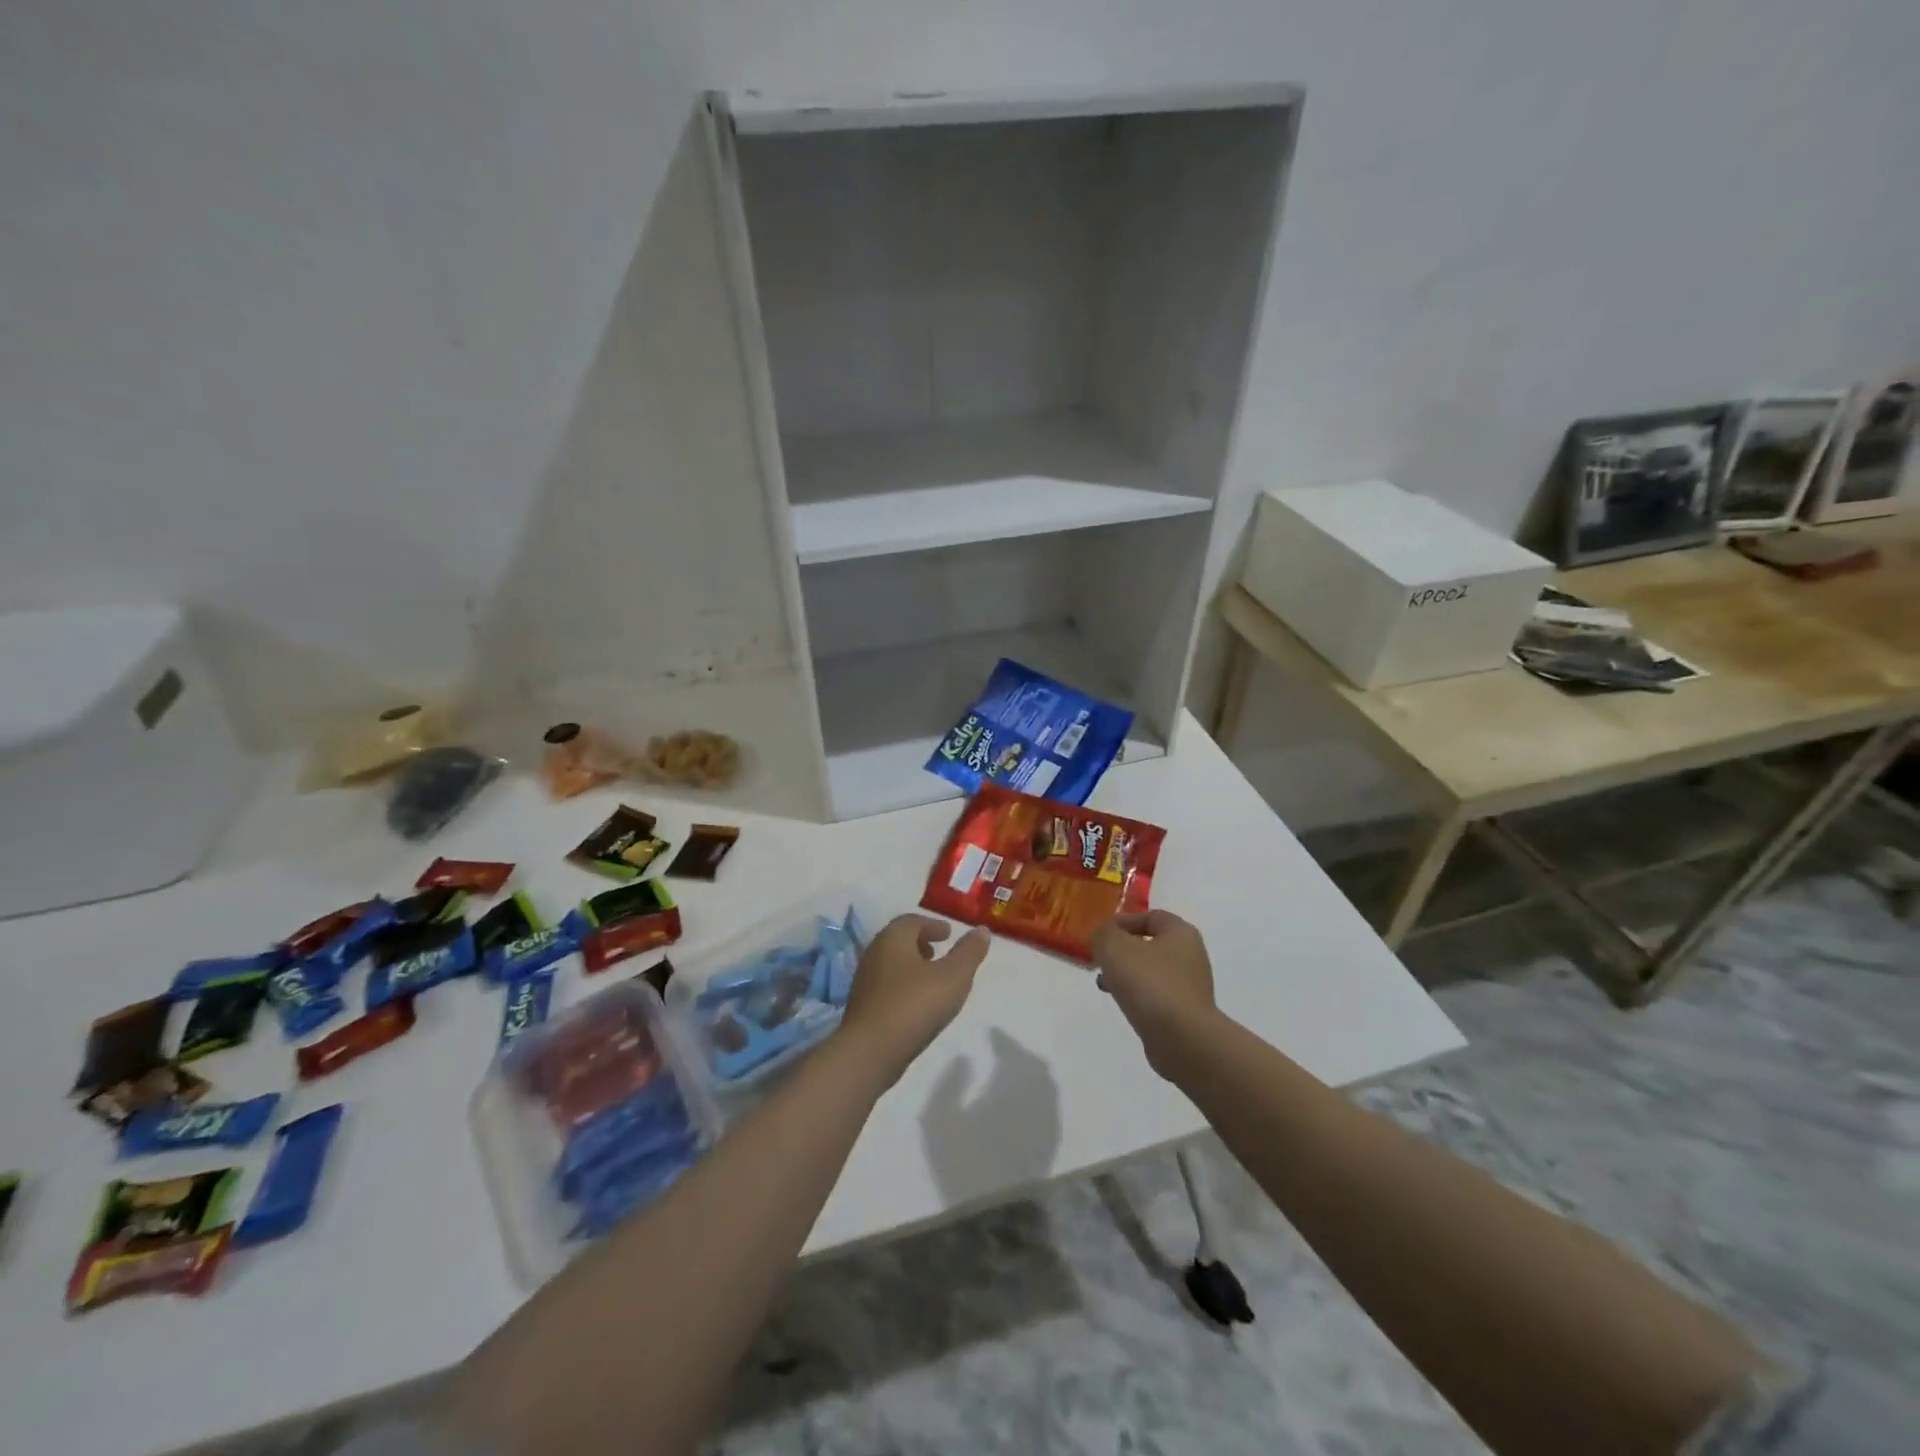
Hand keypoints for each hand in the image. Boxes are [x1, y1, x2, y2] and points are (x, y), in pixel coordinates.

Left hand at [838, 915, 990, 1085]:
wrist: (869, 1052)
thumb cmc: (914, 1005)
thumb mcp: (953, 976)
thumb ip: (969, 952)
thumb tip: (982, 930)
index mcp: (893, 939)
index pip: (912, 921)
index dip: (932, 925)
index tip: (948, 933)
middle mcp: (874, 954)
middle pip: (898, 940)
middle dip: (920, 943)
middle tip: (939, 951)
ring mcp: (865, 981)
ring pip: (891, 964)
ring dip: (911, 965)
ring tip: (932, 978)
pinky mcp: (863, 1007)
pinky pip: (886, 986)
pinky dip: (903, 985)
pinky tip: (917, 1003)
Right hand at [1088, 910, 1215, 1077]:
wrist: (1182, 1038)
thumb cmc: (1149, 983)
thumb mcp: (1114, 947)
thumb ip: (1103, 933)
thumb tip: (1102, 935)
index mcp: (1180, 933)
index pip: (1151, 916)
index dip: (1124, 921)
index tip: (1101, 934)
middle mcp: (1191, 956)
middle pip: (1151, 945)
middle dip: (1123, 951)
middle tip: (1101, 960)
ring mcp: (1191, 987)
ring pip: (1152, 972)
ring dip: (1128, 975)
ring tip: (1105, 985)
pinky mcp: (1187, 1014)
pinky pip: (1157, 997)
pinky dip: (1139, 997)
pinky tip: (1123, 1005)